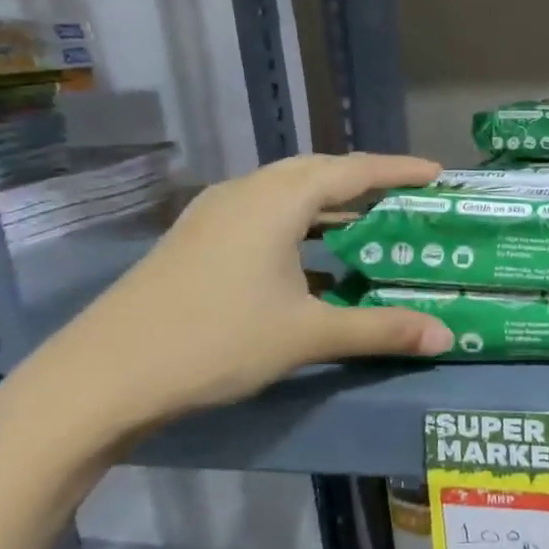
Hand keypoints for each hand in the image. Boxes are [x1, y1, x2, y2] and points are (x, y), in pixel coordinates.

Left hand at [19, 153, 452, 434]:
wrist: (101, 378)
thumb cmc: (215, 341)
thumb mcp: (308, 335)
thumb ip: (381, 330)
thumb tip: (446, 335)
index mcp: (276, 200)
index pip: (352, 170)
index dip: (399, 170)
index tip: (438, 173)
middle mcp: (245, 193)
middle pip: (318, 172)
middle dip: (366, 181)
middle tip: (406, 197)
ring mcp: (215, 215)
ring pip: (287, 193)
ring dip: (331, 203)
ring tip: (369, 223)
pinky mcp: (198, 240)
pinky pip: (265, 215)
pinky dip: (301, 225)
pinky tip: (313, 259)